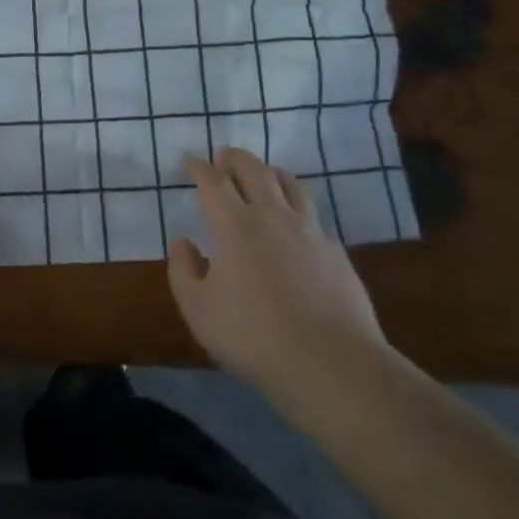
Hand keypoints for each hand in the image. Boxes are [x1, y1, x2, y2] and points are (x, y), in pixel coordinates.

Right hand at [167, 148, 389, 392]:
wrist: (329, 363)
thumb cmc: (251, 335)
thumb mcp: (198, 309)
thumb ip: (183, 270)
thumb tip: (182, 241)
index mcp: (233, 224)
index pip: (212, 181)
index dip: (198, 166)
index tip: (190, 160)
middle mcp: (272, 216)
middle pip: (254, 170)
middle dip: (235, 158)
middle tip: (224, 155)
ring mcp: (309, 231)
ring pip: (290, 184)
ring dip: (270, 172)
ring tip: (263, 174)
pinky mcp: (336, 251)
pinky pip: (313, 215)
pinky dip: (297, 206)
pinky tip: (296, 222)